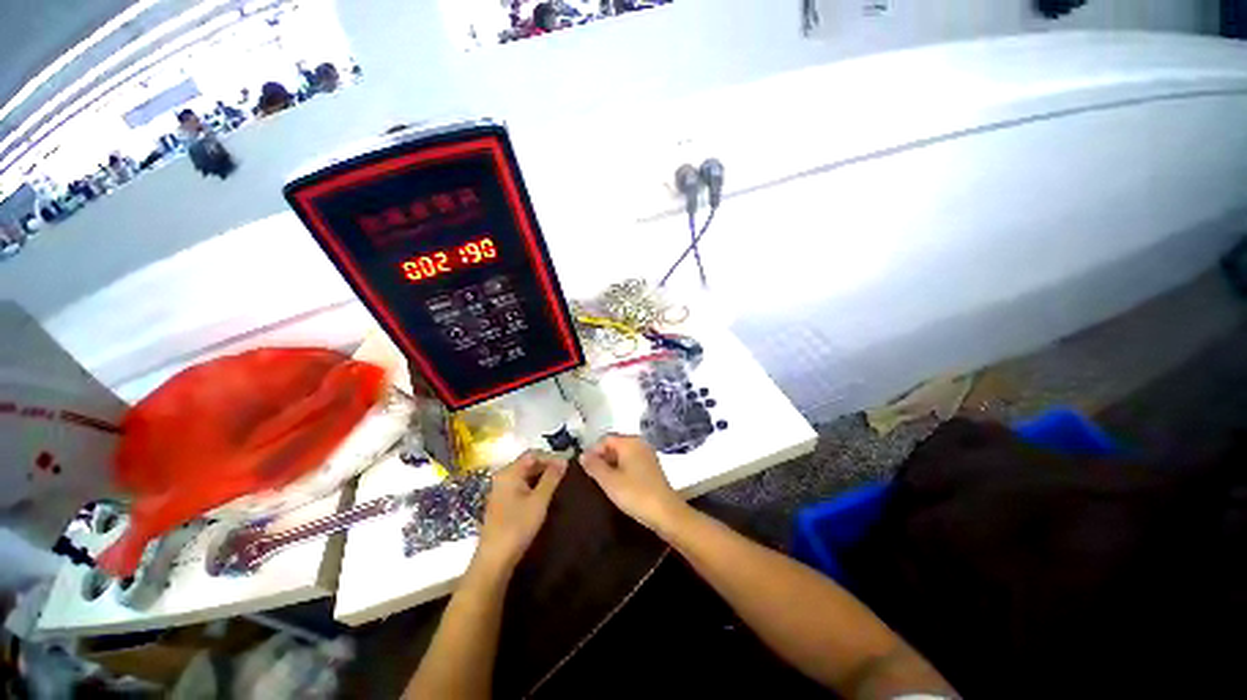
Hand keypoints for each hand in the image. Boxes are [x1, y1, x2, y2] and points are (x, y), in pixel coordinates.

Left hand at [475, 452, 566, 571]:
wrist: (494, 560)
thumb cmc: (517, 526)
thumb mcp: (539, 500)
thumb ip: (552, 478)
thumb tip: (564, 460)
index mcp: (509, 472)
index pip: (533, 454)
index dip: (551, 457)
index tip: (567, 465)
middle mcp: (503, 477)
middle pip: (528, 463)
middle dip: (547, 466)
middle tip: (565, 474)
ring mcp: (501, 490)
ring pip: (525, 475)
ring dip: (542, 476)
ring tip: (559, 483)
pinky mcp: (502, 502)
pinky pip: (521, 485)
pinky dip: (534, 486)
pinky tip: (545, 495)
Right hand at [582, 435, 686, 532]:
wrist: (665, 512)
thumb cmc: (635, 494)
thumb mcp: (609, 481)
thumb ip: (594, 466)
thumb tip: (582, 455)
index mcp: (629, 442)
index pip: (605, 439)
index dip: (592, 451)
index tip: (584, 469)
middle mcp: (640, 443)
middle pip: (614, 445)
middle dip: (602, 458)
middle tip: (591, 476)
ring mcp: (647, 455)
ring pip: (623, 454)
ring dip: (611, 465)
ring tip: (602, 482)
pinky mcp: (652, 467)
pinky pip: (631, 462)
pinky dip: (622, 469)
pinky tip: (617, 484)